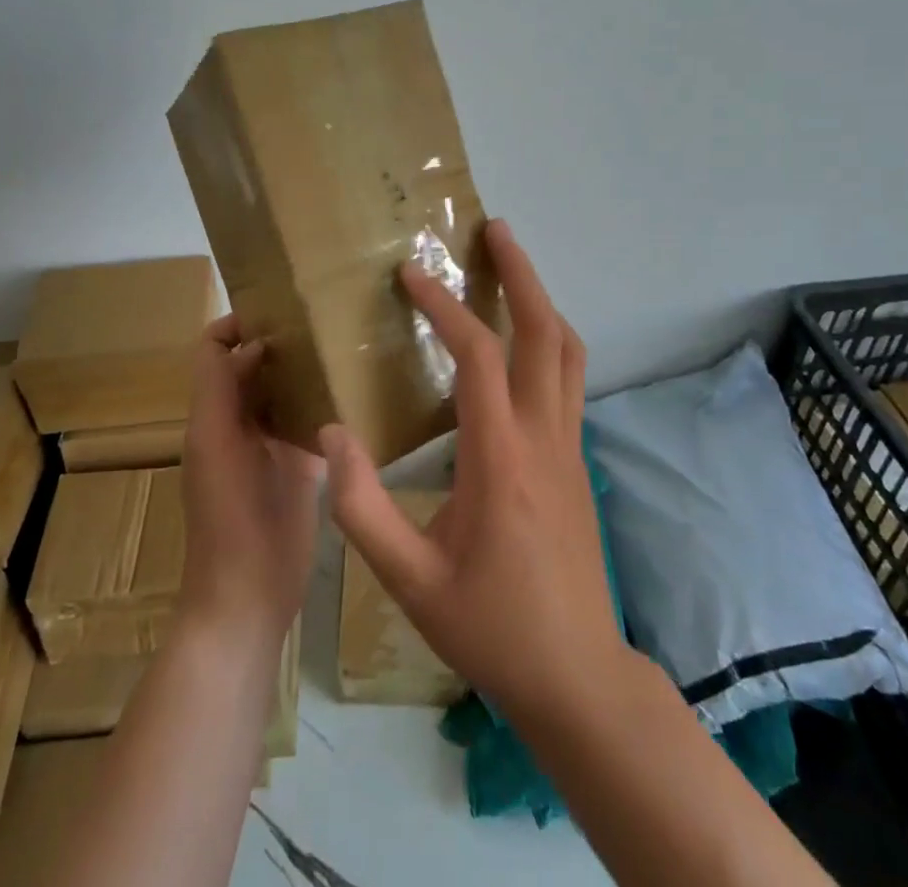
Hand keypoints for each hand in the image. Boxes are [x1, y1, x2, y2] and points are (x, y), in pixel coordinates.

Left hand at [177, 315, 322, 644]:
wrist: (248, 597)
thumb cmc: (227, 518)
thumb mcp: (216, 446)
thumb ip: (225, 390)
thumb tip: (257, 344)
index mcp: (215, 412)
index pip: (216, 349)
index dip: (238, 322)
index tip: (281, 306)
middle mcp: (241, 420)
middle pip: (254, 364)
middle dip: (281, 339)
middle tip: (325, 318)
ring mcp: (273, 444)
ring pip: (286, 389)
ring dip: (306, 368)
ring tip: (345, 344)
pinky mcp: (302, 466)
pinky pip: (312, 420)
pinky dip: (326, 402)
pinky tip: (356, 390)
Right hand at [320, 219, 632, 719]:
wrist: (577, 678)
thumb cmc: (490, 629)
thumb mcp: (409, 582)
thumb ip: (361, 508)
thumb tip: (330, 435)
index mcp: (501, 459)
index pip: (476, 356)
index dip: (443, 306)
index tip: (411, 274)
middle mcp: (544, 438)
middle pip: (544, 332)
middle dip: (520, 273)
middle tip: (494, 228)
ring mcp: (570, 447)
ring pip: (567, 350)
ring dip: (540, 300)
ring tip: (510, 267)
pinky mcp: (576, 460)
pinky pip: (568, 378)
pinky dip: (546, 338)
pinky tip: (517, 342)